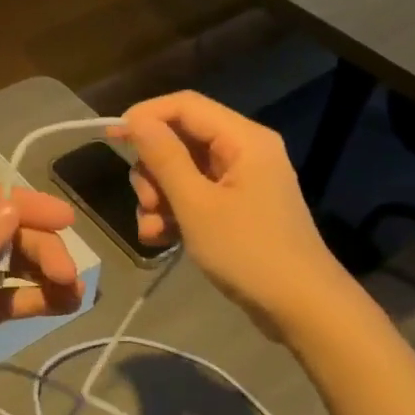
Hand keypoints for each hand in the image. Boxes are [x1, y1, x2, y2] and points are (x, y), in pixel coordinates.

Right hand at [116, 92, 336, 333]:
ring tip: (153, 229)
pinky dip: (173, 214)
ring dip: (158, 197)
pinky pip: (194, 196)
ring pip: (181, 171)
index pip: (185, 105)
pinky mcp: (236, 209)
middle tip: (147, 201)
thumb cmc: (249, 251)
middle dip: (153, 170)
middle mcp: (243, 152)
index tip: (112, 139)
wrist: (302, 309)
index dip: (145, 116)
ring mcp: (240, 182)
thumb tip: (135, 120)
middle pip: (180, 139)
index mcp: (243, 139)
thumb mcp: (196, 204)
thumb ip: (164, 158)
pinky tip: (161, 240)